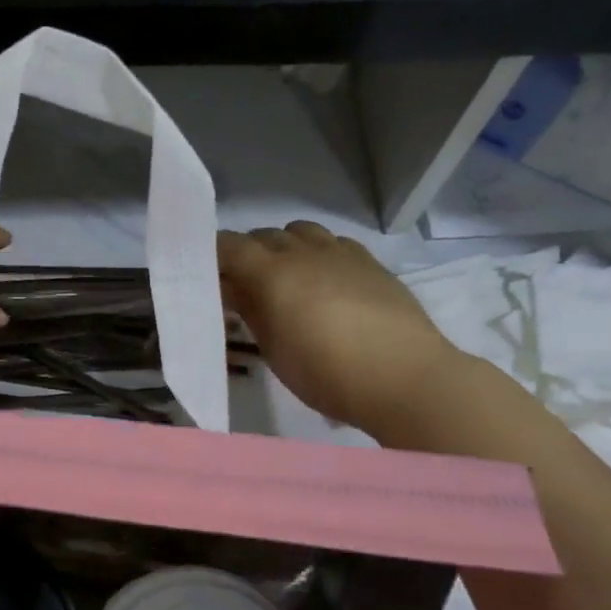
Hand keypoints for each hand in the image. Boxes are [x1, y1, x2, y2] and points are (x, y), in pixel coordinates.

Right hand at [218, 221, 454, 420]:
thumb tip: (232, 290)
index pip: (229, 245)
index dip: (212, 255)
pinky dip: (317, 252)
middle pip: (263, 236)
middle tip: (242, 287)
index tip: (206, 276)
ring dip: (283, 247)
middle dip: (246, 254)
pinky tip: (324, 280)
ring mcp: (340, 252)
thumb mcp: (273, 349)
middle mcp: (302, 251)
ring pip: (299, 231)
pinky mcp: (369, 261)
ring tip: (285, 279)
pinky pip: (332, 242)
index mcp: (271, 272)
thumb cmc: (326, 373)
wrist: (404, 377)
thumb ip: (250, 311)